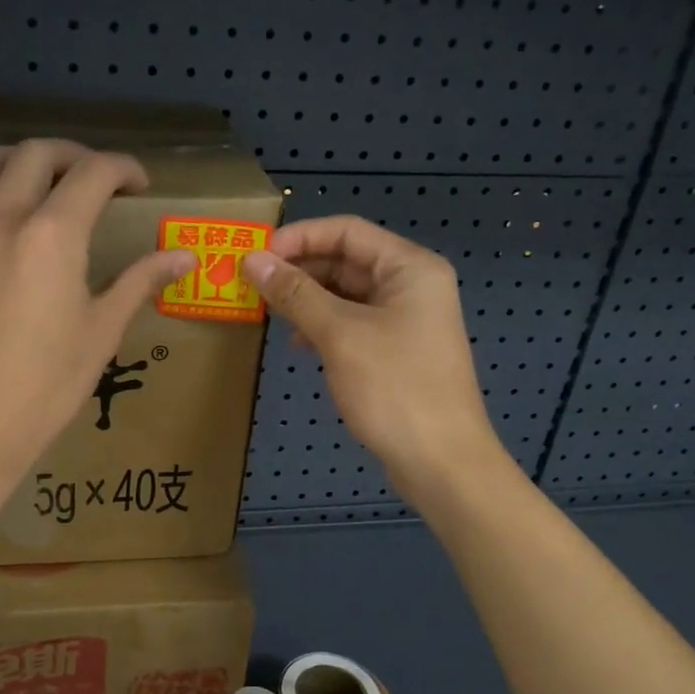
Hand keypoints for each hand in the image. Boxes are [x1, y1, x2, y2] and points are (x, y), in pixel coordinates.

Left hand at [0, 140, 195, 494]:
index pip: (93, 175)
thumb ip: (140, 282)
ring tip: (34, 176)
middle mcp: (0, 221)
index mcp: (52, 238)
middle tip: (93, 179)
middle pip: (36, 155)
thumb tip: (184, 257)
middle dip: (74, 156)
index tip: (138, 185)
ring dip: (13, 157)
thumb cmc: (47, 387)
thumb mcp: (102, 332)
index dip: (123, 168)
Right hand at [243, 216, 506, 503]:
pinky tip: (299, 344)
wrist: (441, 462)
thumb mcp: (339, 334)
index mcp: (409, 268)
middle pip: (346, 261)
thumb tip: (253, 261)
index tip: (257, 254)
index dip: (300, 237)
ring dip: (307, 300)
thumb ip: (295, 294)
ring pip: (346, 294)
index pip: (347, 231)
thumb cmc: (394, 387)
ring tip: (270, 313)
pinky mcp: (396, 351)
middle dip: (300, 270)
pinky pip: (352, 323)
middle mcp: (411, 286)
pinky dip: (323, 326)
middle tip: (254, 285)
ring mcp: (405, 320)